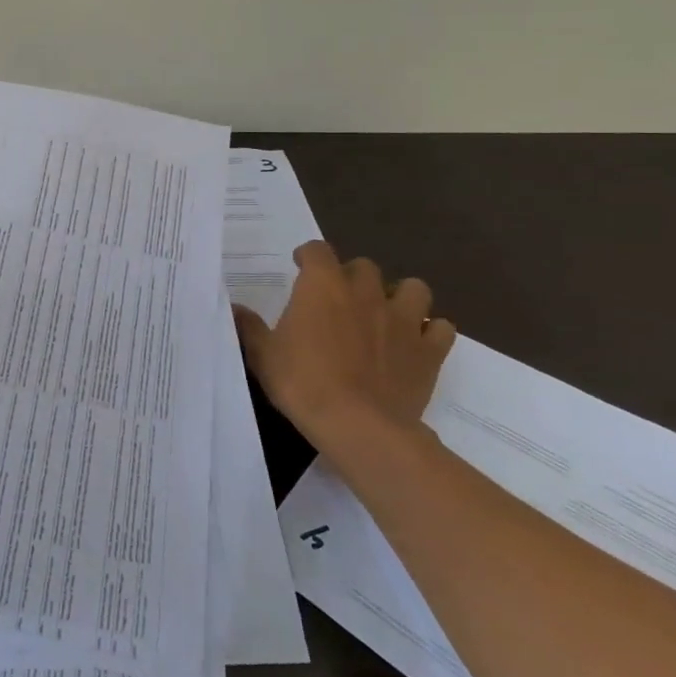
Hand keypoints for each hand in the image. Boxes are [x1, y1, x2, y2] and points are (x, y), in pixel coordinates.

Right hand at [232, 241, 455, 461]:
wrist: (360, 426)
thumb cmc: (303, 383)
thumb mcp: (263, 355)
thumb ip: (249, 327)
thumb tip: (234, 309)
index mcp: (322, 286)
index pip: (317, 250)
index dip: (308, 256)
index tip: (300, 267)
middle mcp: (364, 292)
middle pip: (364, 266)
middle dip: (352, 277)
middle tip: (340, 299)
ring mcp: (403, 319)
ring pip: (413, 288)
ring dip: (400, 296)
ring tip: (386, 314)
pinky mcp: (429, 351)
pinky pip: (441, 329)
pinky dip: (431, 332)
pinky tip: (417, 344)